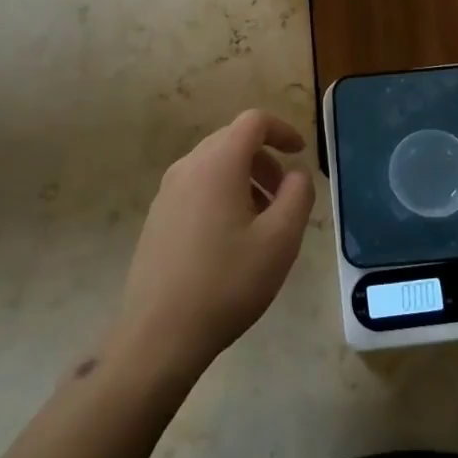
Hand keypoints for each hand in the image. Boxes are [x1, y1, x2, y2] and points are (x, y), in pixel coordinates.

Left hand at [110, 109, 314, 383]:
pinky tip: (231, 239)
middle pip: (232, 140)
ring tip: (262, 220)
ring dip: (244, 178)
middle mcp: (188, 167)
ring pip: (213, 165)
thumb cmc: (227, 282)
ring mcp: (166, 192)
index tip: (301, 153)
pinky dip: (222, 194)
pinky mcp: (157, 218)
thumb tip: (296, 174)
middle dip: (264, 158)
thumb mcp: (280, 239)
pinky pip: (196, 187)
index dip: (282, 130)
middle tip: (285, 193)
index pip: (253, 122)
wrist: (158, 335)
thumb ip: (298, 195)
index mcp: (218, 163)